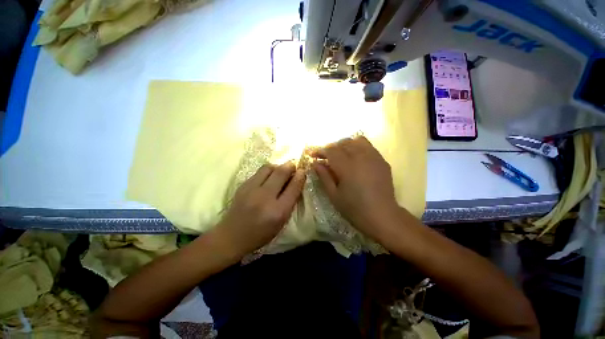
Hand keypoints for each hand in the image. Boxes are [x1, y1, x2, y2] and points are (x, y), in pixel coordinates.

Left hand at [216, 163, 305, 255]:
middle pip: (281, 173)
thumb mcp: (281, 222)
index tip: (303, 171)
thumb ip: (290, 202)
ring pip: (269, 168)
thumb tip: (296, 182)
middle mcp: (265, 197)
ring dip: (278, 166)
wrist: (232, 236)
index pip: (293, 187)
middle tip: (293, 166)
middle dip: (290, 166)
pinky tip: (268, 177)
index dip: (300, 176)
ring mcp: (252, 190)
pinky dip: (268, 171)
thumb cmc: (261, 233)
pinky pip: (259, 172)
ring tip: (280, 171)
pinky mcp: (243, 185)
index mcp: (278, 211)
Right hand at [312, 136, 399, 239]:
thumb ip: (324, 176)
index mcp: (347, 167)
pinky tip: (355, 158)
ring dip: (345, 144)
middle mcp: (361, 157)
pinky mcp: (382, 161)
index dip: (320, 151)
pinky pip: (368, 146)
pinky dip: (358, 147)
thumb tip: (315, 163)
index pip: (331, 150)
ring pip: (357, 141)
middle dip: (331, 147)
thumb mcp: (334, 195)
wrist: (382, 216)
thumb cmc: (354, 208)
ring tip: (340, 154)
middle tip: (325, 157)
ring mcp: (374, 157)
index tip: (313, 155)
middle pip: (343, 143)